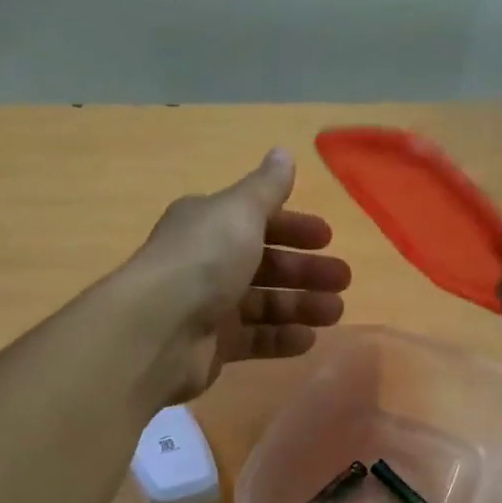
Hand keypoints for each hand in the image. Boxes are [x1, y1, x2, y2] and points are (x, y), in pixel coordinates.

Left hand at [122, 149, 350, 401]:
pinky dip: (281, 338)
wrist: (159, 330)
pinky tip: (308, 339)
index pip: (257, 222)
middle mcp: (207, 264)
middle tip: (342, 280)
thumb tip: (283, 154)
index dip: (293, 227)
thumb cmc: (203, 261)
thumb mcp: (239, 213)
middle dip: (305, 271)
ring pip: (264, 305)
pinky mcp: (213, 348)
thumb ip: (266, 188)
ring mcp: (209, 309)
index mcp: (209, 226)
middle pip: (265, 265)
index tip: (327, 238)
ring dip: (301, 306)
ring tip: (334, 312)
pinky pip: (254, 341)